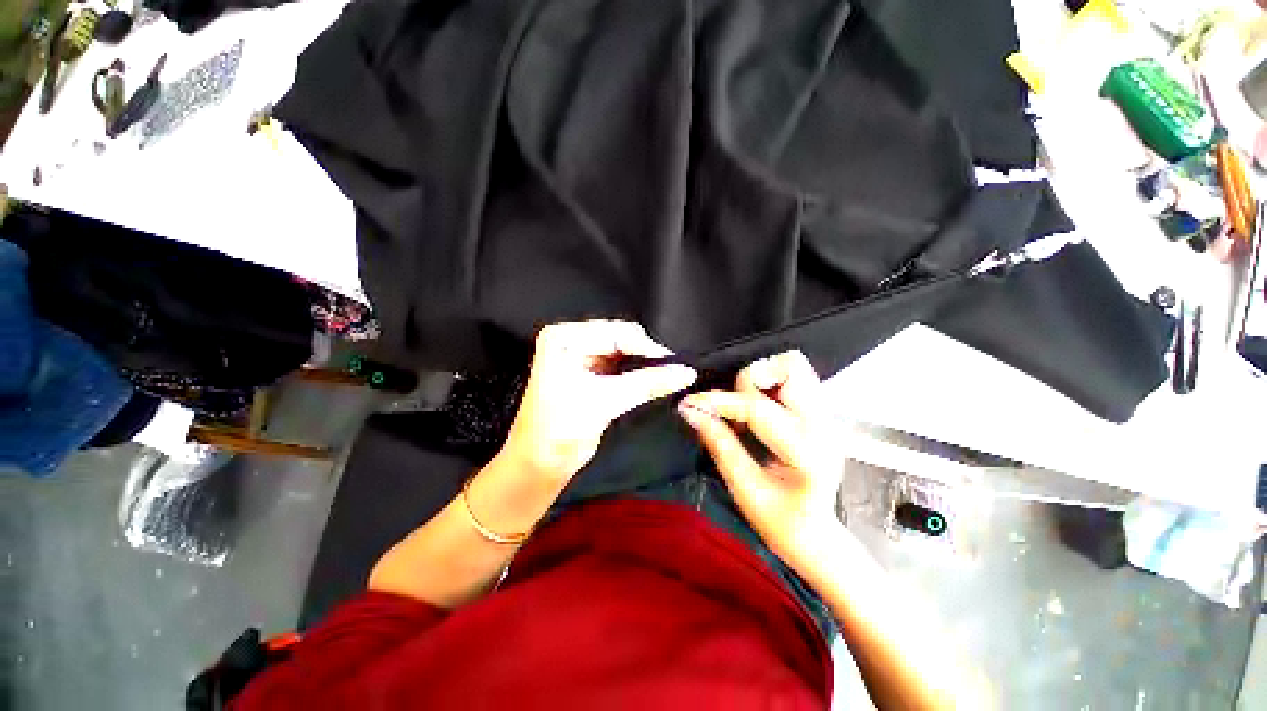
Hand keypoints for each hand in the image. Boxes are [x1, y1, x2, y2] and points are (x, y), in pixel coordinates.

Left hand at [500, 320, 697, 480]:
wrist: (538, 465)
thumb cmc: (559, 430)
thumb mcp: (605, 401)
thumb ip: (648, 383)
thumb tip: (685, 372)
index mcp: (564, 337)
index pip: (616, 332)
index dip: (647, 348)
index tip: (675, 364)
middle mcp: (571, 341)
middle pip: (621, 339)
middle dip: (646, 355)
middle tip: (672, 372)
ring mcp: (580, 357)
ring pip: (624, 353)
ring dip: (643, 365)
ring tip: (665, 377)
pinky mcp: (589, 374)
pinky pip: (620, 367)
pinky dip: (636, 374)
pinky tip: (651, 382)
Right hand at [678, 351, 844, 578]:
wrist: (815, 534)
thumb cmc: (780, 522)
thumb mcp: (744, 489)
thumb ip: (719, 444)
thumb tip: (691, 411)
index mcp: (807, 452)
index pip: (758, 408)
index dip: (719, 401)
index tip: (690, 403)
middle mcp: (823, 426)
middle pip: (790, 368)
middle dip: (750, 380)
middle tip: (730, 406)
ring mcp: (826, 416)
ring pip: (795, 366)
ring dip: (761, 378)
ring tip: (743, 406)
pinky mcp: (820, 413)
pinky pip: (794, 378)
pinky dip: (769, 383)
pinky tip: (756, 408)